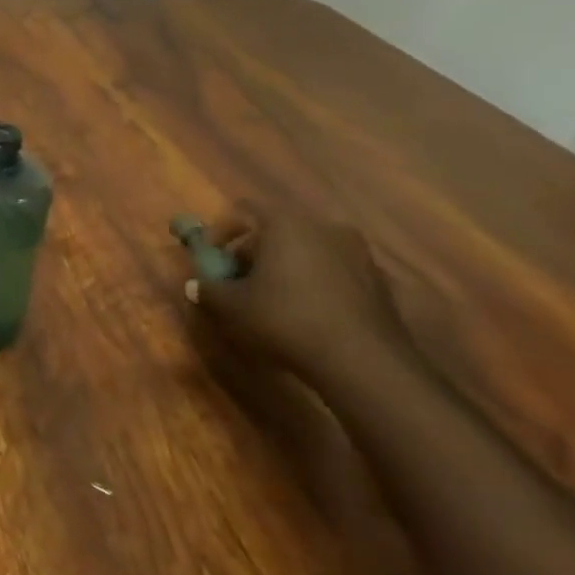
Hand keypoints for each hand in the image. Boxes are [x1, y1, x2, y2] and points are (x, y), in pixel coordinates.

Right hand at [183, 202, 413, 386]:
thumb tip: (195, 286)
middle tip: (238, 280)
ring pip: (307, 251)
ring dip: (285, 268)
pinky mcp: (379, 283)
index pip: (244, 210)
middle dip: (253, 252)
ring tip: (271, 299)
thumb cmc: (286, 319)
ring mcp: (358, 255)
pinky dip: (314, 283)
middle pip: (277, 230)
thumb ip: (209, 290)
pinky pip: (333, 272)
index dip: (221, 230)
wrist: (364, 363)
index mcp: (286, 224)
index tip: (212, 257)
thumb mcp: (232, 307)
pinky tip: (304, 314)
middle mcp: (325, 228)